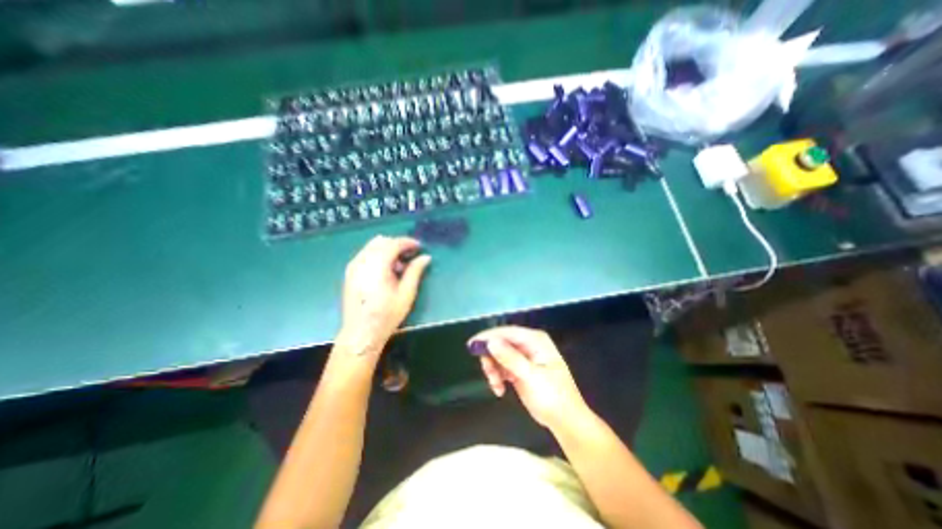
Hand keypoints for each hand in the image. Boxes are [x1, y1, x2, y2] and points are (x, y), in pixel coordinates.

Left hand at [336, 237, 431, 356]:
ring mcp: (353, 266)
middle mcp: (362, 261)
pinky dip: (377, 255)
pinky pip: (365, 254)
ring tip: (399, 265)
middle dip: (397, 244)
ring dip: (387, 249)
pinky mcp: (350, 272)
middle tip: (410, 255)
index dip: (407, 242)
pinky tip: (386, 271)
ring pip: (372, 246)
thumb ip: (415, 271)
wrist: (361, 333)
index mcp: (377, 266)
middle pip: (381, 241)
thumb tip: (425, 257)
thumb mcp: (406, 293)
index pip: (393, 244)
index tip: (419, 246)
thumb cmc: (387, 315)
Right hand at [469, 327, 590, 432]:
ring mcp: (524, 357)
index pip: (507, 332)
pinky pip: (501, 367)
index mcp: (535, 340)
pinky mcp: (519, 369)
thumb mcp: (531, 377)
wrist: (565, 421)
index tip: (472, 345)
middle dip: (491, 358)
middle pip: (500, 343)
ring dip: (493, 370)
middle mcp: (529, 345)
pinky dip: (497, 377)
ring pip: (498, 355)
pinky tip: (500, 390)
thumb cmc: (553, 397)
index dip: (488, 337)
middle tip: (489, 374)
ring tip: (496, 386)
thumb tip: (490, 342)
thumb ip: (510, 358)